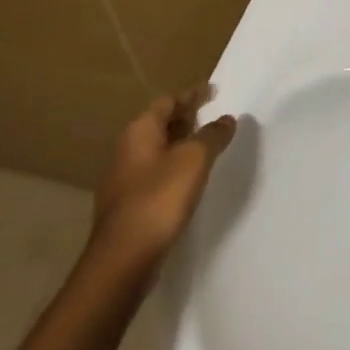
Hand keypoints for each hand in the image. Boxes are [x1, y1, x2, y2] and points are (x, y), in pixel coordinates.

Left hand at [90, 86, 236, 268]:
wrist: (123, 258)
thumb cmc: (159, 199)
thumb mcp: (194, 160)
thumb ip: (212, 136)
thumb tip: (226, 119)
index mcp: (139, 132)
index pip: (167, 101)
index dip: (191, 94)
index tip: (213, 90)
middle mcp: (127, 149)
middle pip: (159, 123)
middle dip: (186, 117)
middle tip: (212, 114)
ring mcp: (125, 178)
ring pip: (158, 149)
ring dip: (181, 143)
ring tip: (207, 144)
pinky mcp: (129, 204)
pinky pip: (156, 172)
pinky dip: (175, 166)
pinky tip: (190, 178)